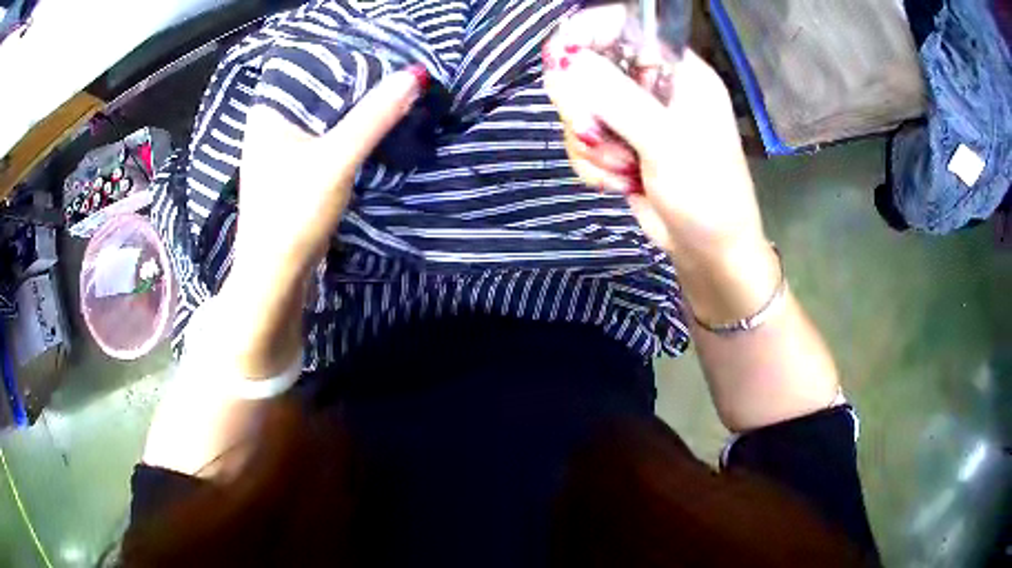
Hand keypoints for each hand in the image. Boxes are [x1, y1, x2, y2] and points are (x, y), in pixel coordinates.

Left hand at [234, 66, 426, 288]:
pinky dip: (347, 131)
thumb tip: (415, 75)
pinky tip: (372, 126)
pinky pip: (324, 137)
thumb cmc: (292, 214)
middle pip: (319, 90)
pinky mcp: (292, 171)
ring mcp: (280, 149)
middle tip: (397, 69)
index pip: (310, 66)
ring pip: (323, 115)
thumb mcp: (336, 160)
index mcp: (268, 111)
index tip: (385, 50)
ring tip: (391, 91)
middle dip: (355, 82)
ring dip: (353, 108)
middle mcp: (270, 124)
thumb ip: (374, 117)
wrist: (275, 278)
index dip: (347, 56)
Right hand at [542, 17, 765, 267]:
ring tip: (625, 170)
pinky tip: (619, 183)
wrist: (710, 251)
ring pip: (578, 108)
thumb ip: (617, 98)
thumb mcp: (668, 142)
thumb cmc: (707, 193)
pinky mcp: (618, 144)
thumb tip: (565, 60)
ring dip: (592, 146)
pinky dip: (593, 165)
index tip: (560, 58)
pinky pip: (581, 140)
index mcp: (676, 70)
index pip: (623, 26)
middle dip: (584, 107)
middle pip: (587, 67)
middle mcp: (651, 85)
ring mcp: (632, 115)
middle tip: (598, 134)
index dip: (587, 33)